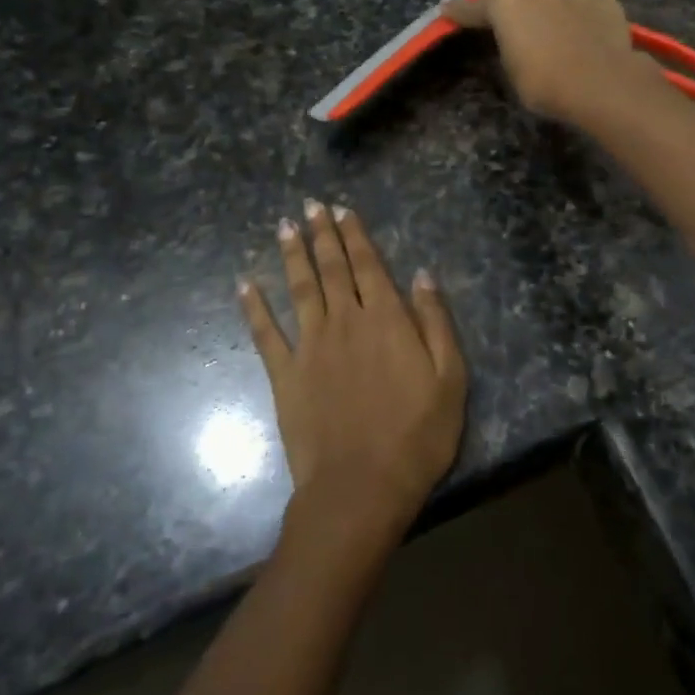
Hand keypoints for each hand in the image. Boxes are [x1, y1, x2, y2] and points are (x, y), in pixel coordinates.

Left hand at [240, 201, 466, 540]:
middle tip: (311, 206)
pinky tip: (244, 285)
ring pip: (299, 289)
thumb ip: (436, 322)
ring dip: (291, 256)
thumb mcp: (450, 378)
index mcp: (386, 319)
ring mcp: (310, 347)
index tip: (342, 209)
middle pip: (331, 268)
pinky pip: (265, 334)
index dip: (355, 235)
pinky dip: (254, 308)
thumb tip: (422, 275)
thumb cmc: (417, 436)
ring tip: (284, 227)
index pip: (368, 265)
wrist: (361, 488)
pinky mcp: (285, 376)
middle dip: (322, 234)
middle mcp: (345, 321)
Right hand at [443, 0, 661, 126]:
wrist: (603, 83)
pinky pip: (583, 5)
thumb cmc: (545, 83)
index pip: (474, 7)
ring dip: (551, 11)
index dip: (460, 11)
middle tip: (518, 30)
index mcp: (506, 1)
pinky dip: (580, 17)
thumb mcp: (512, 70)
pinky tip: (585, 36)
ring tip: (557, 35)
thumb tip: (512, 39)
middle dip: (516, 10)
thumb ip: (507, 46)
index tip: (447, 8)